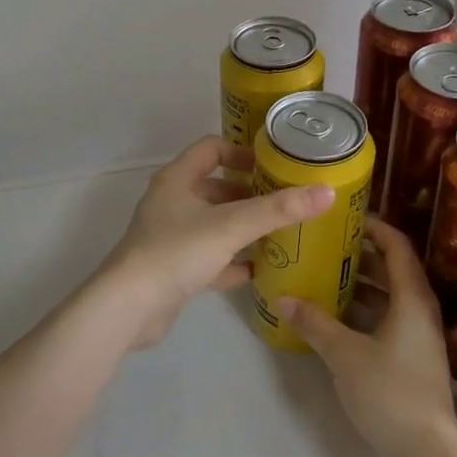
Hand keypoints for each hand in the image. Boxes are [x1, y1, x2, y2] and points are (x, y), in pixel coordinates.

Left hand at [93, 136, 334, 349]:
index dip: (242, 152)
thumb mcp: (232, 226)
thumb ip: (279, 209)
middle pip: (215, 187)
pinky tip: (259, 271)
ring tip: (280, 233)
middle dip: (249, 193)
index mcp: (177, 179)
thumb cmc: (177, 252)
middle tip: (285, 202)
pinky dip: (232, 261)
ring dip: (243, 228)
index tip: (273, 165)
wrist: (129, 308)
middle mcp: (171, 202)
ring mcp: (170, 237)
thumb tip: (328, 192)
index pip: (211, 148)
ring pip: (213, 224)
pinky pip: (209, 258)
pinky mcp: (173, 269)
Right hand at [278, 217, 456, 456]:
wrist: (426, 453)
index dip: (373, 227)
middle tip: (326, 246)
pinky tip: (336, 316)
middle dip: (361, 254)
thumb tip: (283, 298)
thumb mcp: (344, 354)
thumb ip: (315, 323)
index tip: (344, 220)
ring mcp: (419, 335)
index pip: (397, 245)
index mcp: (412, 297)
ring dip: (361, 284)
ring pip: (390, 295)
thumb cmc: (389, 391)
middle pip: (393, 268)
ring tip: (325, 275)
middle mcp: (420, 309)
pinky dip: (365, 310)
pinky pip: (388, 318)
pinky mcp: (413, 357)